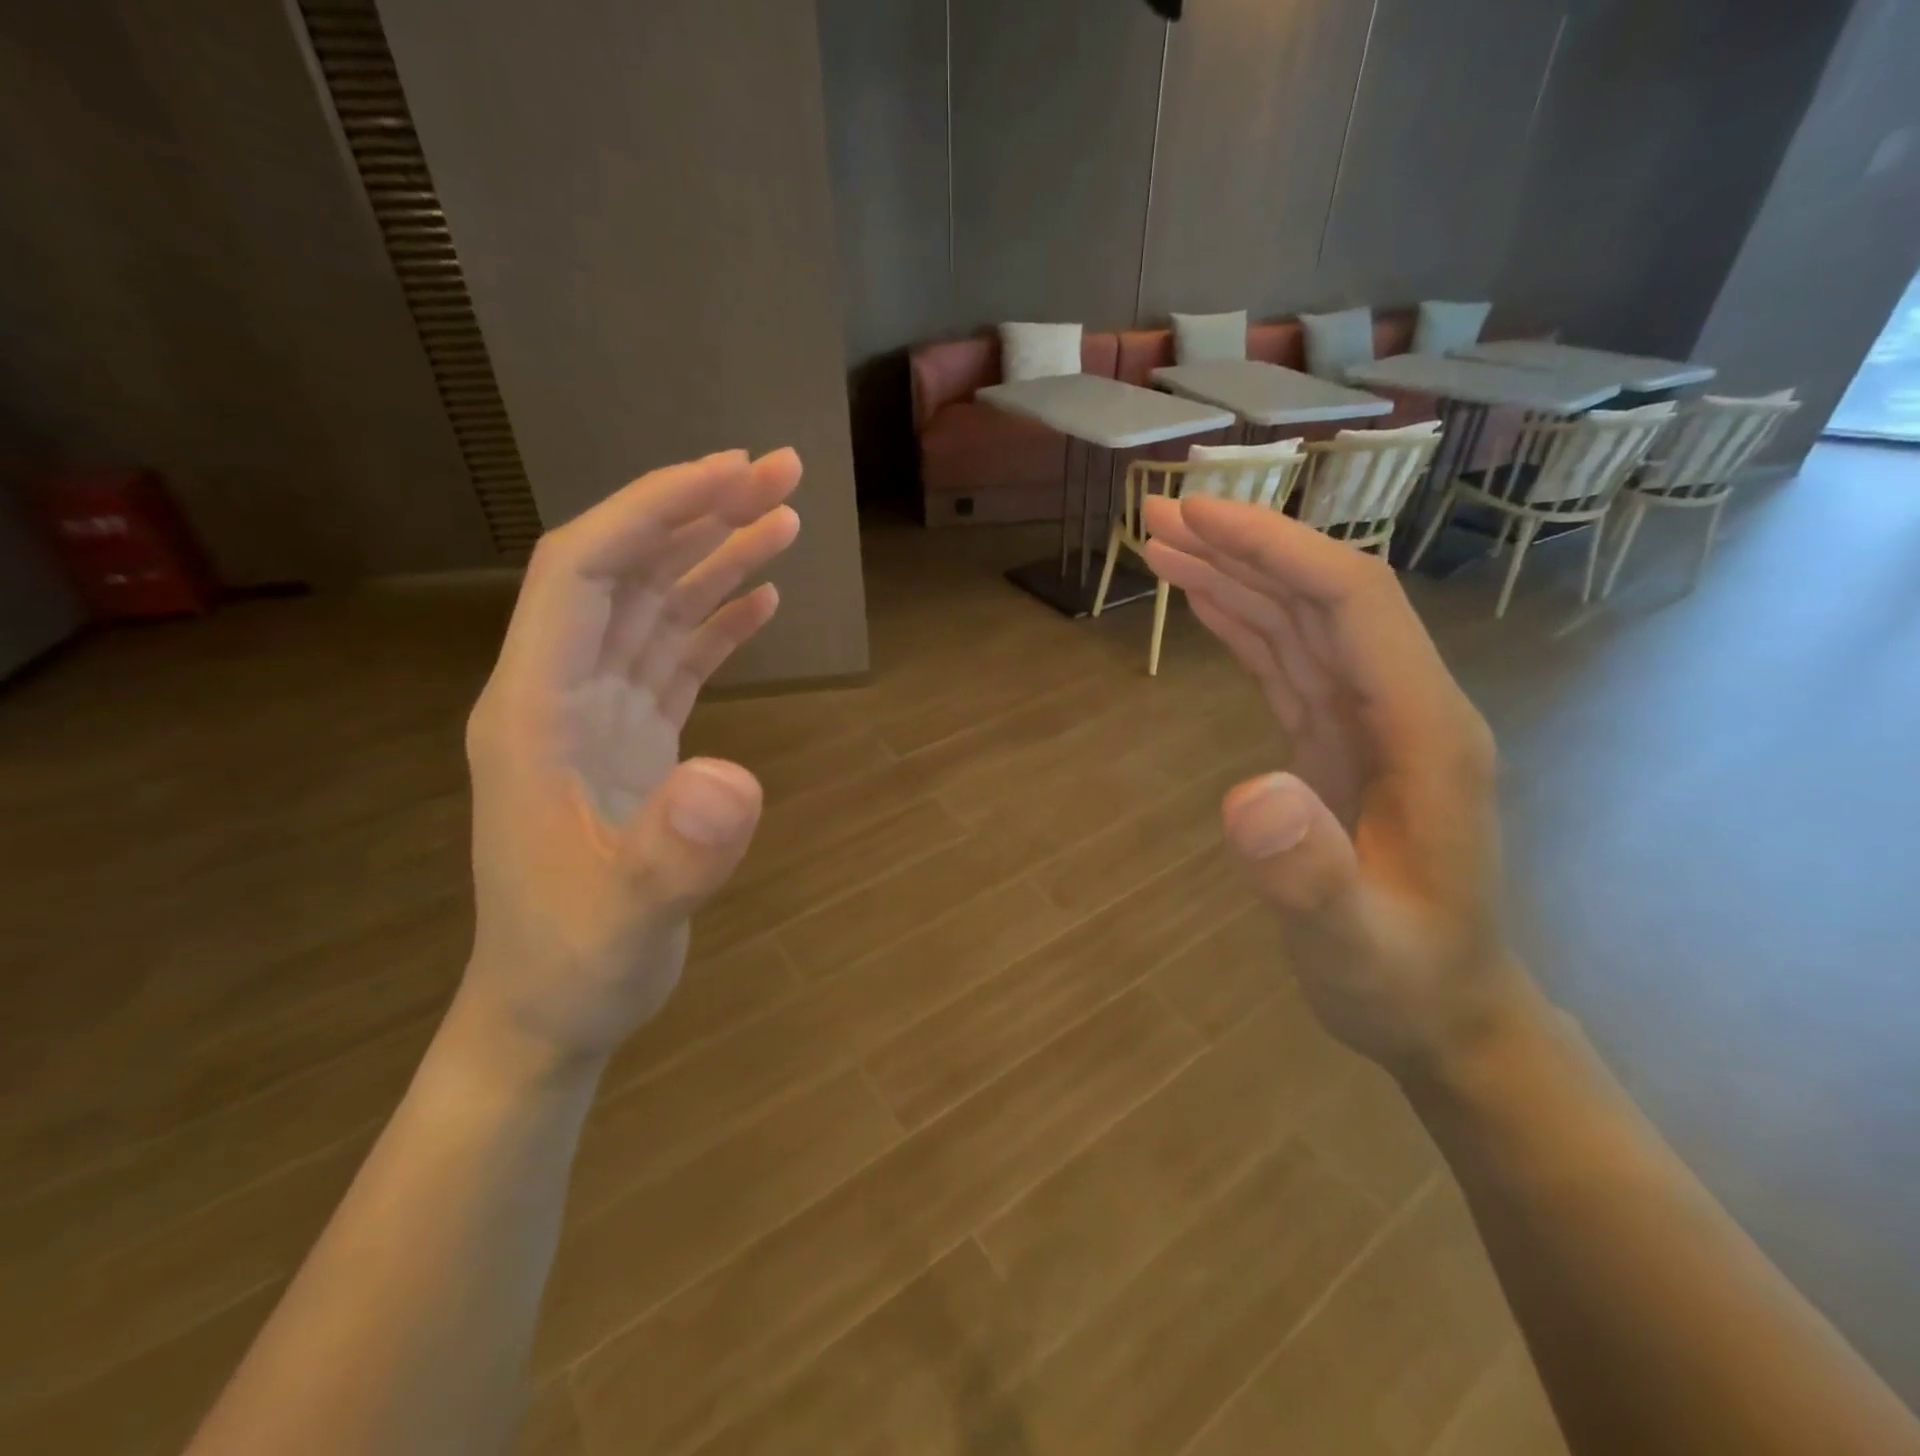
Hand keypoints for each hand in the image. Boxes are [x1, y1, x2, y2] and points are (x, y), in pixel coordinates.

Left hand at [457, 449, 801, 1070]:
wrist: (553, 1006)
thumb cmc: (574, 963)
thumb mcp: (627, 918)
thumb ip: (674, 854)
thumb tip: (734, 780)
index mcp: (534, 709)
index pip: (583, 572)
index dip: (653, 512)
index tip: (730, 474)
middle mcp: (561, 693)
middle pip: (626, 572)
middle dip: (698, 513)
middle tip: (780, 473)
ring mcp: (597, 715)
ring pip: (655, 608)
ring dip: (715, 557)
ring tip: (784, 516)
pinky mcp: (632, 739)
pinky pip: (675, 657)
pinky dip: (717, 620)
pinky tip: (760, 597)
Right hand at [1141, 494, 1542, 1078]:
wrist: (1446, 1013)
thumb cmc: (1406, 981)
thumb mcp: (1356, 943)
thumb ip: (1311, 874)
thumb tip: (1249, 794)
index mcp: (1425, 730)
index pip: (1351, 602)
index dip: (1273, 549)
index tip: (1196, 517)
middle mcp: (1402, 706)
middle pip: (1321, 595)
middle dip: (1242, 546)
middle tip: (1156, 515)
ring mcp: (1371, 723)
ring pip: (1298, 623)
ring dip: (1233, 577)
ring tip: (1162, 545)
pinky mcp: (1339, 742)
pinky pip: (1287, 663)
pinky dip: (1242, 624)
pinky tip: (1206, 602)